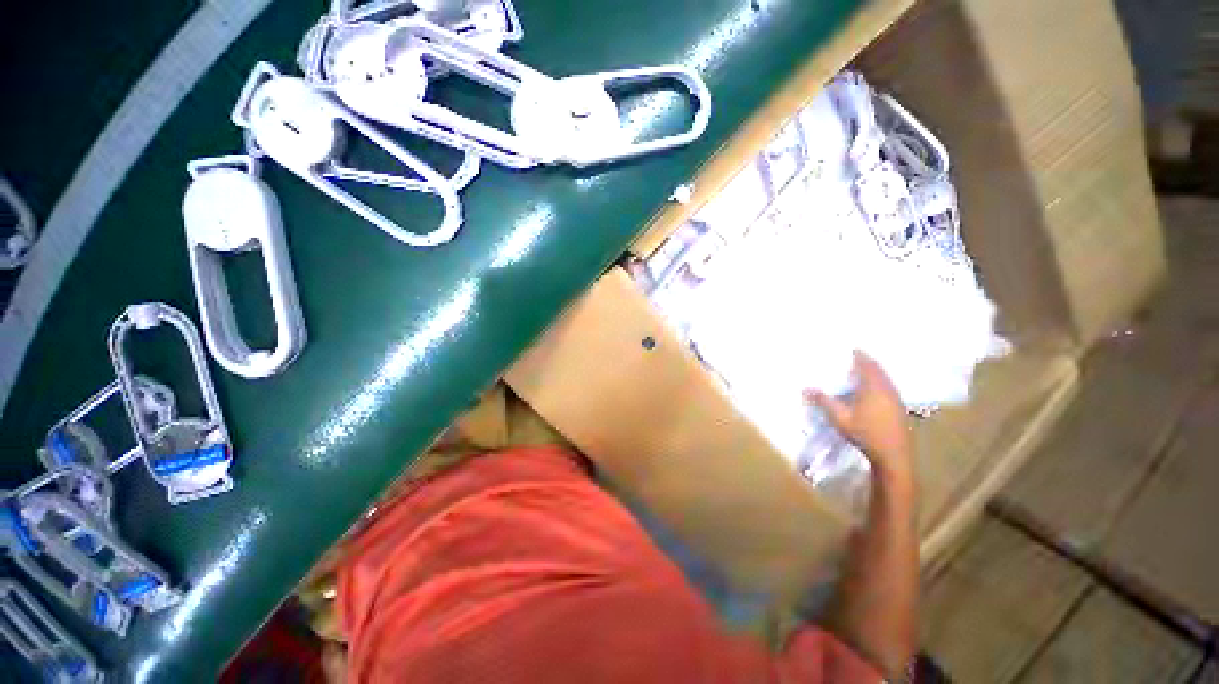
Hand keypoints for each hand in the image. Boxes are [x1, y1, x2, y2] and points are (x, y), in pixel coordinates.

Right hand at [805, 351, 911, 480]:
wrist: (893, 455)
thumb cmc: (865, 434)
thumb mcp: (839, 418)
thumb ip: (824, 401)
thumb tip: (806, 388)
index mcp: (873, 388)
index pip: (867, 365)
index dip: (860, 356)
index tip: (852, 349)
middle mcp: (887, 389)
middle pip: (878, 370)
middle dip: (868, 362)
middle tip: (856, 358)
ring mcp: (895, 399)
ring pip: (885, 379)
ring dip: (875, 372)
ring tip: (862, 372)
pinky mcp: (899, 408)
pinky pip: (888, 387)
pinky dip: (880, 382)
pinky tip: (872, 390)